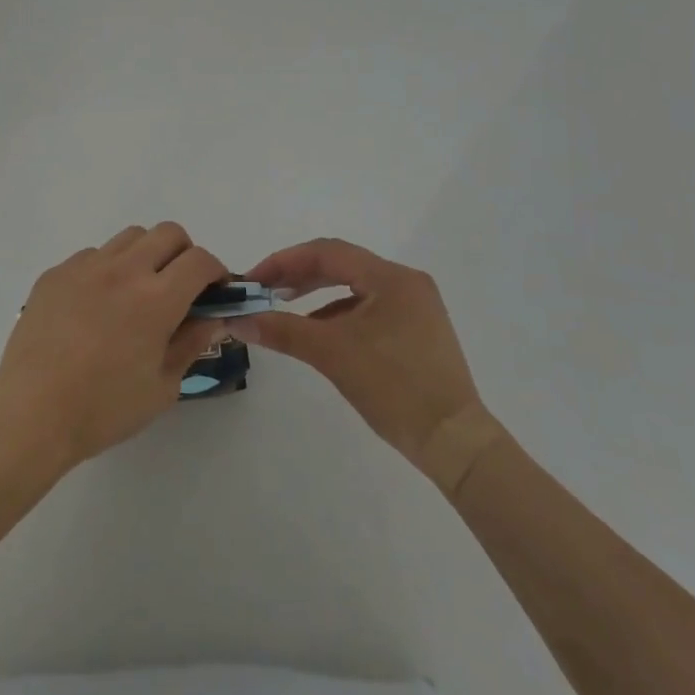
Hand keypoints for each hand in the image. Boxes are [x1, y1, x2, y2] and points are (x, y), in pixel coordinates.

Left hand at [0, 223, 229, 471]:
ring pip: (130, 237)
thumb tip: (212, 317)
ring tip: (136, 293)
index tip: (214, 292)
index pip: (200, 260)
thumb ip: (191, 344)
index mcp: (156, 298)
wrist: (31, 413)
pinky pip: (92, 255)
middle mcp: (123, 270)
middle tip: (179, 288)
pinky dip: (107, 270)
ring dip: (145, 255)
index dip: (215, 272)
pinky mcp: (56, 272)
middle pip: (168, 233)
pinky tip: (95, 306)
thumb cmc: (103, 408)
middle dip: (184, 254)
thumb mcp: (162, 386)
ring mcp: (85, 266)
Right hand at [239, 238, 501, 494]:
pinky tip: (319, 332)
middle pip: (341, 265)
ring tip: (285, 309)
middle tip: (264, 291)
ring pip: (354, 287)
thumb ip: (283, 331)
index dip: (285, 261)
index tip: (254, 280)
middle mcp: (405, 282)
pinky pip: (368, 308)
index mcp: (390, 277)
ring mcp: (415, 306)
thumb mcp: (333, 355)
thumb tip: (239, 320)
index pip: (327, 252)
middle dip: (299, 275)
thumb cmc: (395, 388)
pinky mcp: (417, 330)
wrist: (455, 443)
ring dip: (317, 294)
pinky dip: (339, 314)